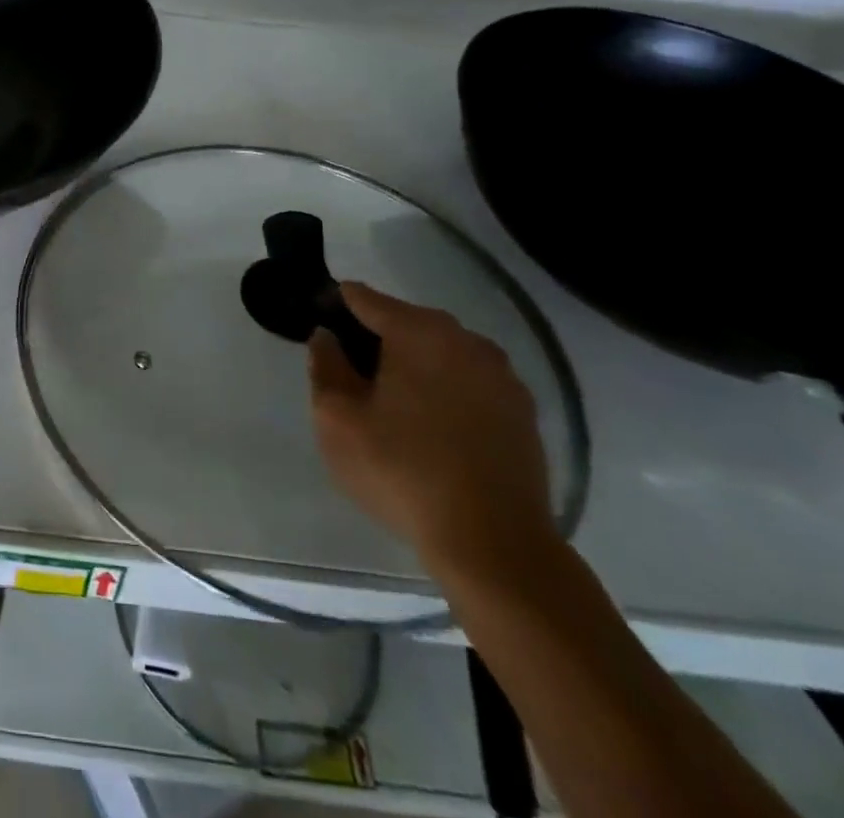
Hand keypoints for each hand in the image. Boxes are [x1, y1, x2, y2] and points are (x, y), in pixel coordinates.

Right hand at [309, 282, 556, 580]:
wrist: (495, 544)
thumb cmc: (402, 471)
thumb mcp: (337, 418)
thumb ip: (325, 366)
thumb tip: (327, 337)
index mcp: (418, 332)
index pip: (366, 298)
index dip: (337, 306)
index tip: (320, 326)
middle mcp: (465, 340)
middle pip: (408, 322)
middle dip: (377, 338)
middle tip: (352, 373)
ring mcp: (502, 375)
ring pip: (443, 352)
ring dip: (416, 364)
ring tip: (393, 402)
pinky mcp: (523, 412)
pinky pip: (471, 382)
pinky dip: (447, 390)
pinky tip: (433, 426)